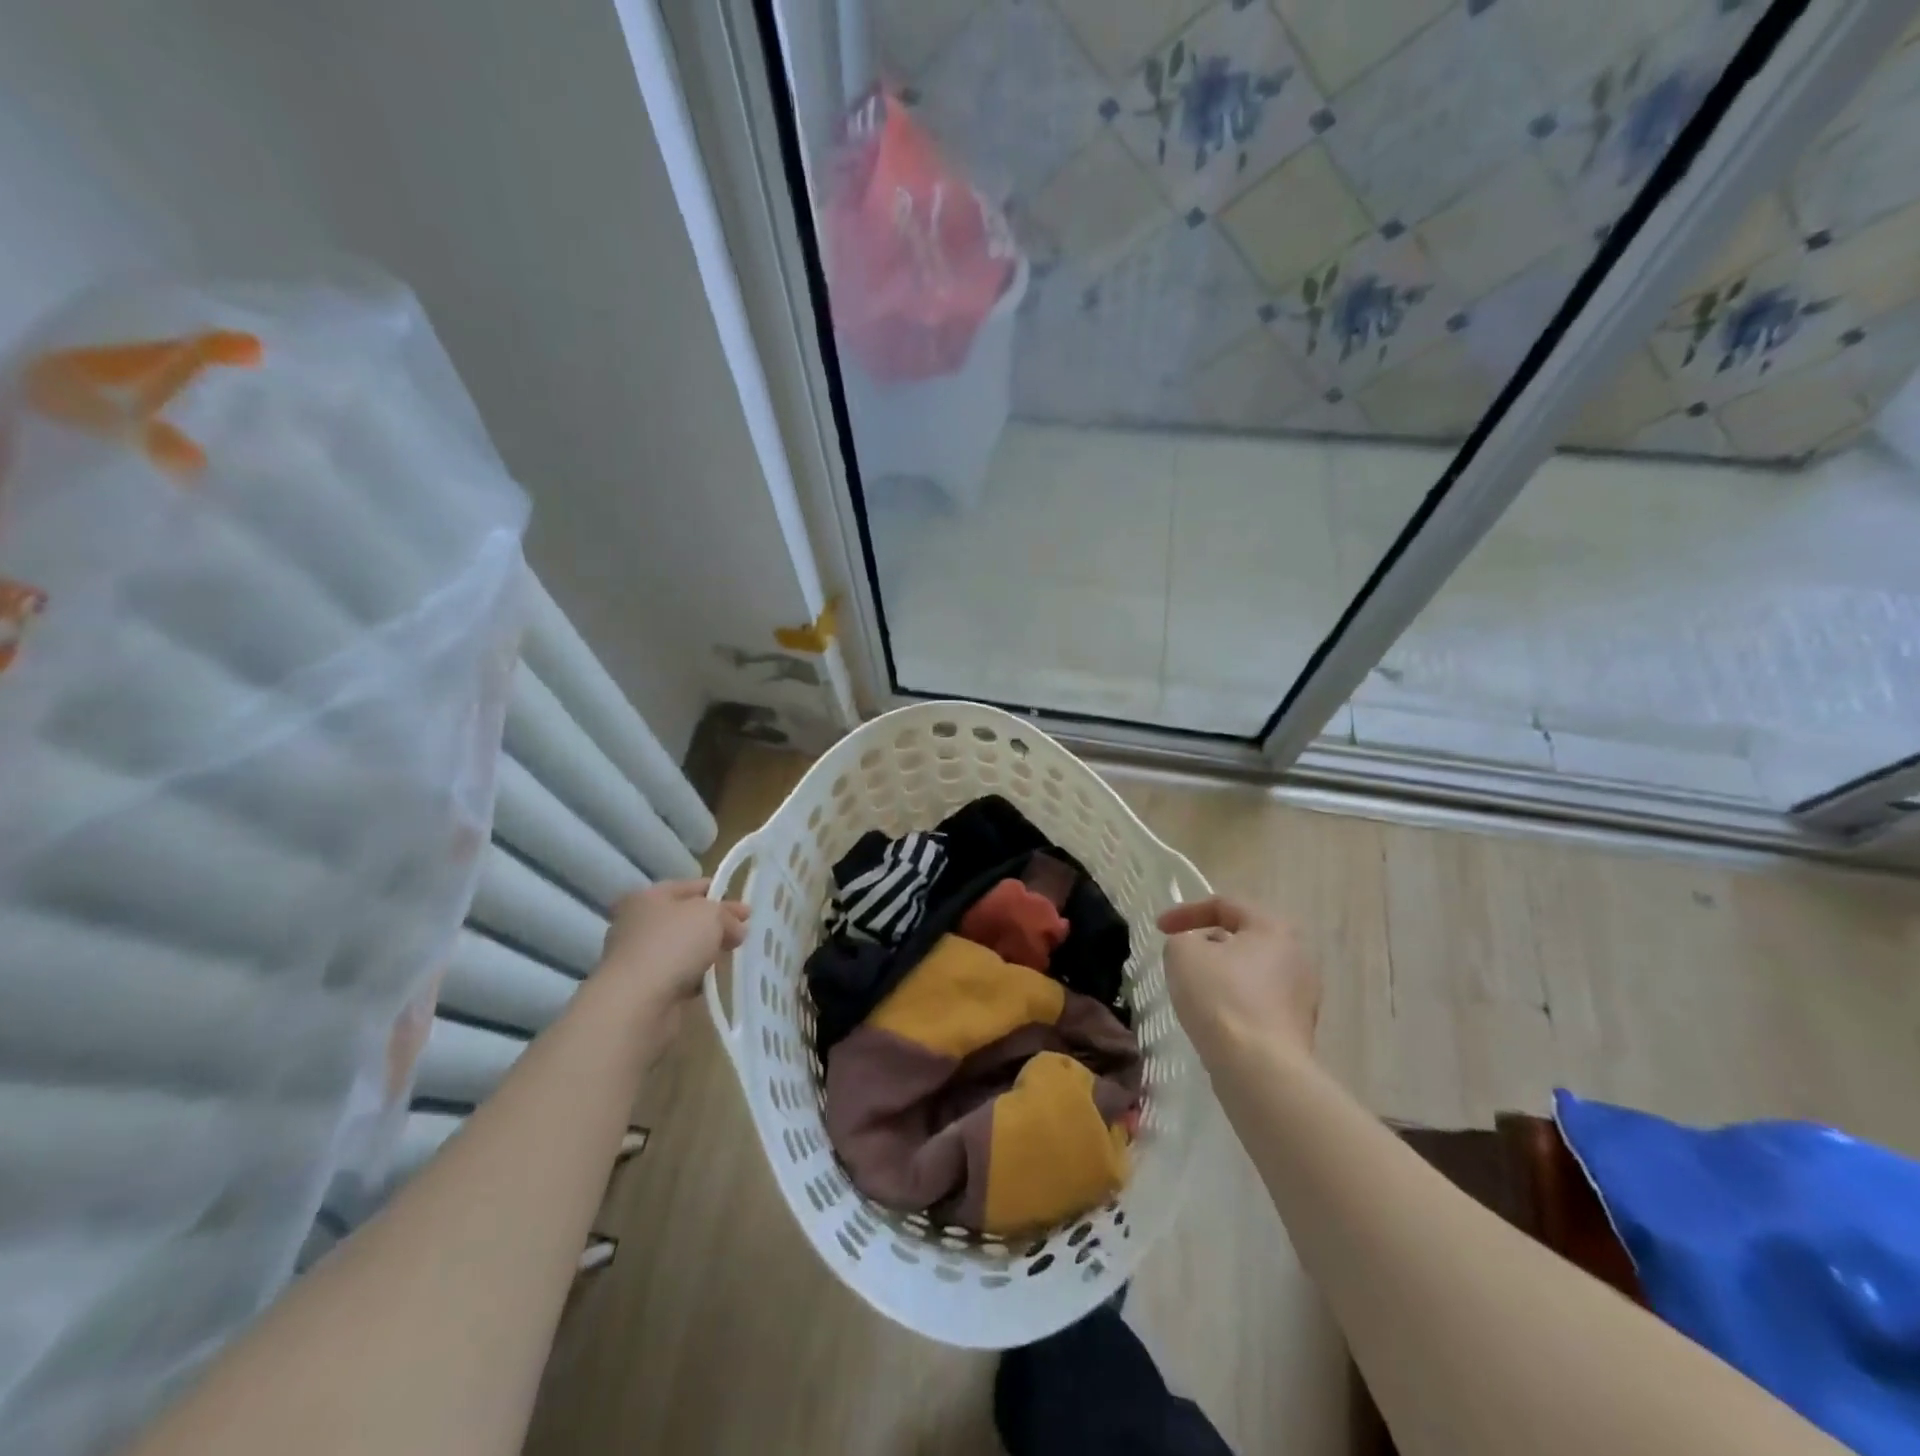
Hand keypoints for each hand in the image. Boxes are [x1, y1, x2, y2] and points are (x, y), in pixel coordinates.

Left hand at [598, 880, 748, 1019]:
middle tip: (742, 935)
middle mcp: (636, 924)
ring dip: (704, 953)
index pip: (689, 887)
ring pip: (682, 948)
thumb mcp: (711, 915)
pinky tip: (708, 982)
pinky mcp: (642, 988)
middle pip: (685, 919)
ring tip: (730, 960)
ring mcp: (637, 957)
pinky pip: (676, 975)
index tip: (745, 910)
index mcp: (647, 897)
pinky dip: (693, 978)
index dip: (719, 893)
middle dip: (714, 926)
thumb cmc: (673, 944)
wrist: (637, 1003)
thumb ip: (727, 915)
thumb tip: (736, 928)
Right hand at [1157, 896, 1318, 1067]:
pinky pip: (1258, 1002)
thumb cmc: (1221, 998)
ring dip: (1221, 974)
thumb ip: (1182, 938)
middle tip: (1180, 955)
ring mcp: (1302, 995)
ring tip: (1193, 989)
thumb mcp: (1182, 953)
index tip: (1159, 929)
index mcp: (1273, 928)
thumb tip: (1194, 949)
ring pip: (1251, 972)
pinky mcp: (1298, 1028)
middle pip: (1242, 938)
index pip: (1224, 905)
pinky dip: (1234, 1001)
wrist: (1260, 1070)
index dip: (1185, 911)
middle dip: (1207, 942)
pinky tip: (1214, 1018)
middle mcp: (1297, 956)